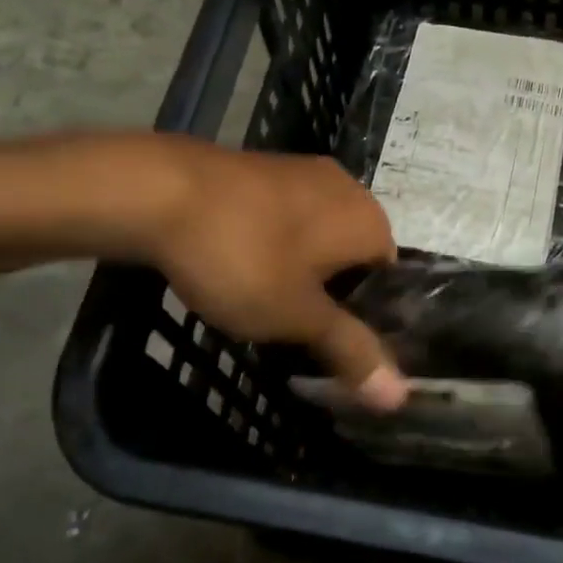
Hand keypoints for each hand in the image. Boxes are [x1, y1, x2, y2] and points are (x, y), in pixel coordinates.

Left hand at [143, 137, 408, 408]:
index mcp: (369, 220)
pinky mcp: (264, 167)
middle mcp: (347, 187)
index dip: (365, 318)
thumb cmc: (243, 257)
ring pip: (317, 234)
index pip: (388, 279)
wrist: (161, 191)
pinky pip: (285, 215)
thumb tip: (400, 396)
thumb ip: (350, 350)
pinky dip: (273, 242)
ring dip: (300, 268)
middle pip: (353, 255)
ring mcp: (303, 171)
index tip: (333, 346)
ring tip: (264, 301)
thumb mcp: (297, 316)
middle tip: (297, 330)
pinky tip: (240, 264)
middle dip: (330, 293)